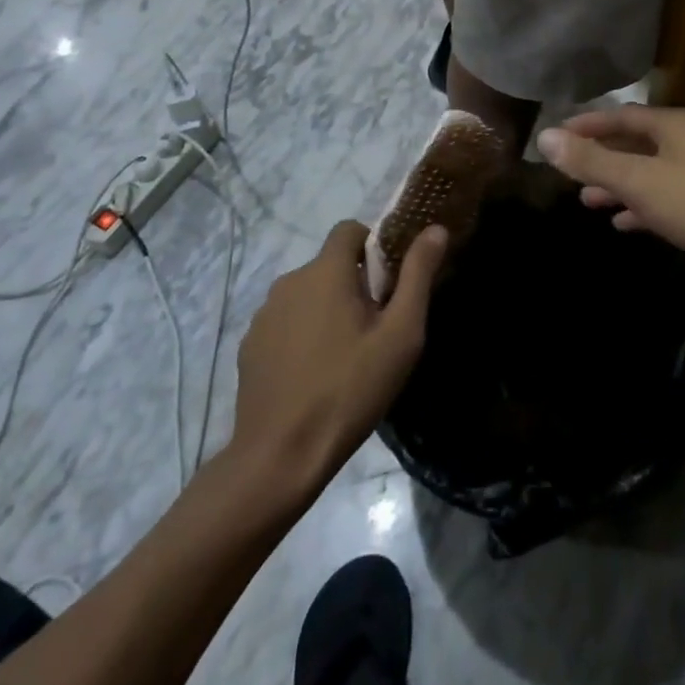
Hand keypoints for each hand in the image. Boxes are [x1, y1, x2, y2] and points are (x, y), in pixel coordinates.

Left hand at [230, 220, 446, 495]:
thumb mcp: (400, 334)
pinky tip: (312, 375)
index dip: (372, 246)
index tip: (387, 283)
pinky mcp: (249, 345)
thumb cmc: (350, 389)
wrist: (280, 456)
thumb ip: (418, 275)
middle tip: (374, 328)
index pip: (349, 229)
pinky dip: (301, 335)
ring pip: (306, 295)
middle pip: (328, 265)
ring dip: (326, 310)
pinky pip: (284, 323)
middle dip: (353, 284)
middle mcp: (289, 281)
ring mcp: (264, 314)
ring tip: (344, 356)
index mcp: (325, 271)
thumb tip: (435, 228)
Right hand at [536, 107, 684, 270]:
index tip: (558, 135)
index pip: (622, 116)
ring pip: (652, 173)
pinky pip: (669, 199)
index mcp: (675, 125)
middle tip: (569, 172)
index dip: (588, 125)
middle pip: (637, 143)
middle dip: (602, 158)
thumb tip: (544, 137)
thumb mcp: (639, 180)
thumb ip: (591, 160)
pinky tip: (625, 223)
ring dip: (620, 185)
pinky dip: (644, 207)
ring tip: (588, 200)